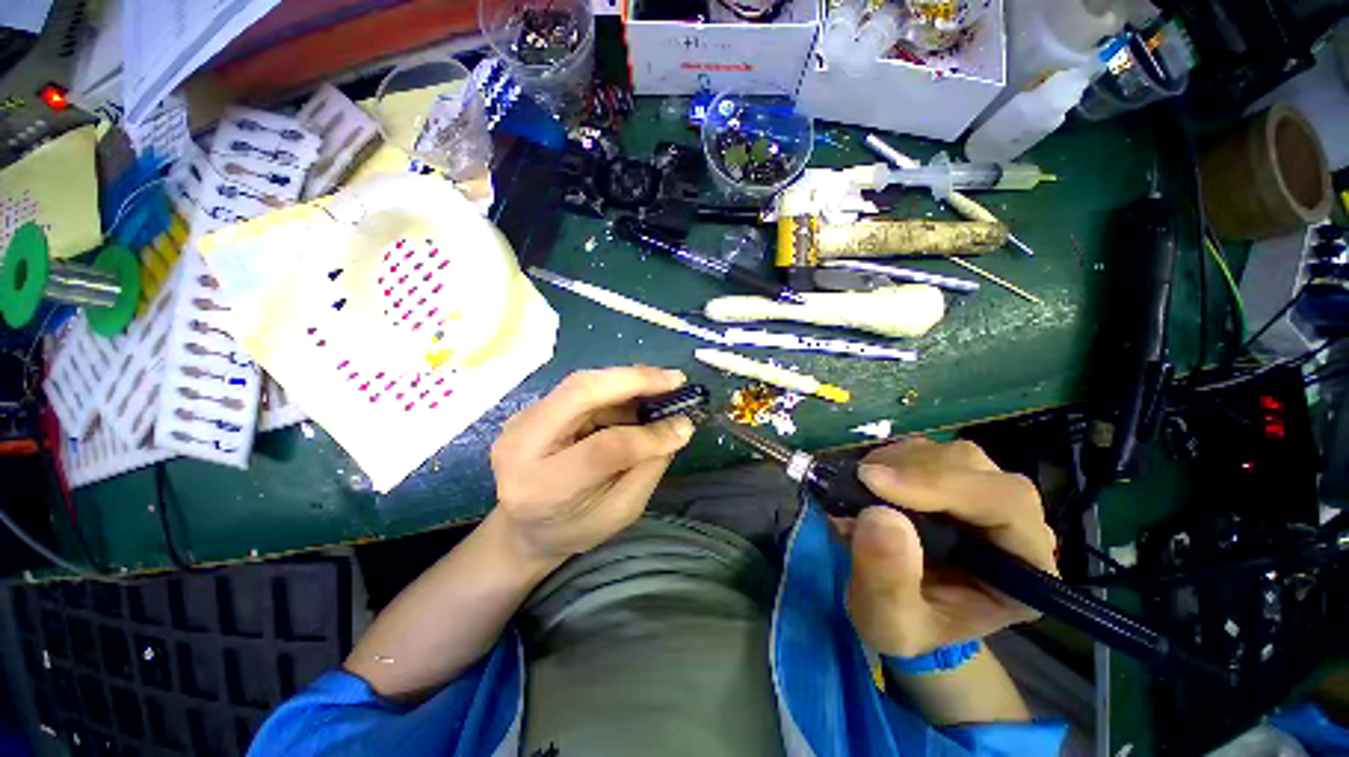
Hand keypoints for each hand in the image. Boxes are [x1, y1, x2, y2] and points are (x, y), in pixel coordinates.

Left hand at [489, 367, 694, 561]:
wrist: (522, 528)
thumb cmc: (575, 529)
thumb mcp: (619, 512)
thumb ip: (648, 468)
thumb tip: (676, 426)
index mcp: (543, 487)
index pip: (602, 448)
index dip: (648, 436)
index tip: (685, 428)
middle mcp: (522, 444)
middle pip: (581, 392)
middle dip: (634, 380)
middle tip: (676, 379)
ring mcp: (521, 420)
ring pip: (582, 383)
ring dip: (628, 381)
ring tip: (663, 387)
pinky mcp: (531, 409)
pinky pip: (580, 388)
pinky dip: (615, 388)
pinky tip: (638, 395)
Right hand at [840, 438, 1058, 657]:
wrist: (902, 610)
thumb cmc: (907, 626)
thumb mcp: (889, 623)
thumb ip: (887, 581)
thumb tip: (879, 515)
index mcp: (1023, 571)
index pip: (1005, 505)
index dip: (943, 486)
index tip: (874, 482)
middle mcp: (1014, 524)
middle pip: (977, 469)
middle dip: (913, 471)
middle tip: (860, 483)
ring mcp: (984, 494)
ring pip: (951, 453)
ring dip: (898, 462)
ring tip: (861, 488)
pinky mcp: (952, 478)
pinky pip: (926, 450)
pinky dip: (891, 458)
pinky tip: (870, 482)